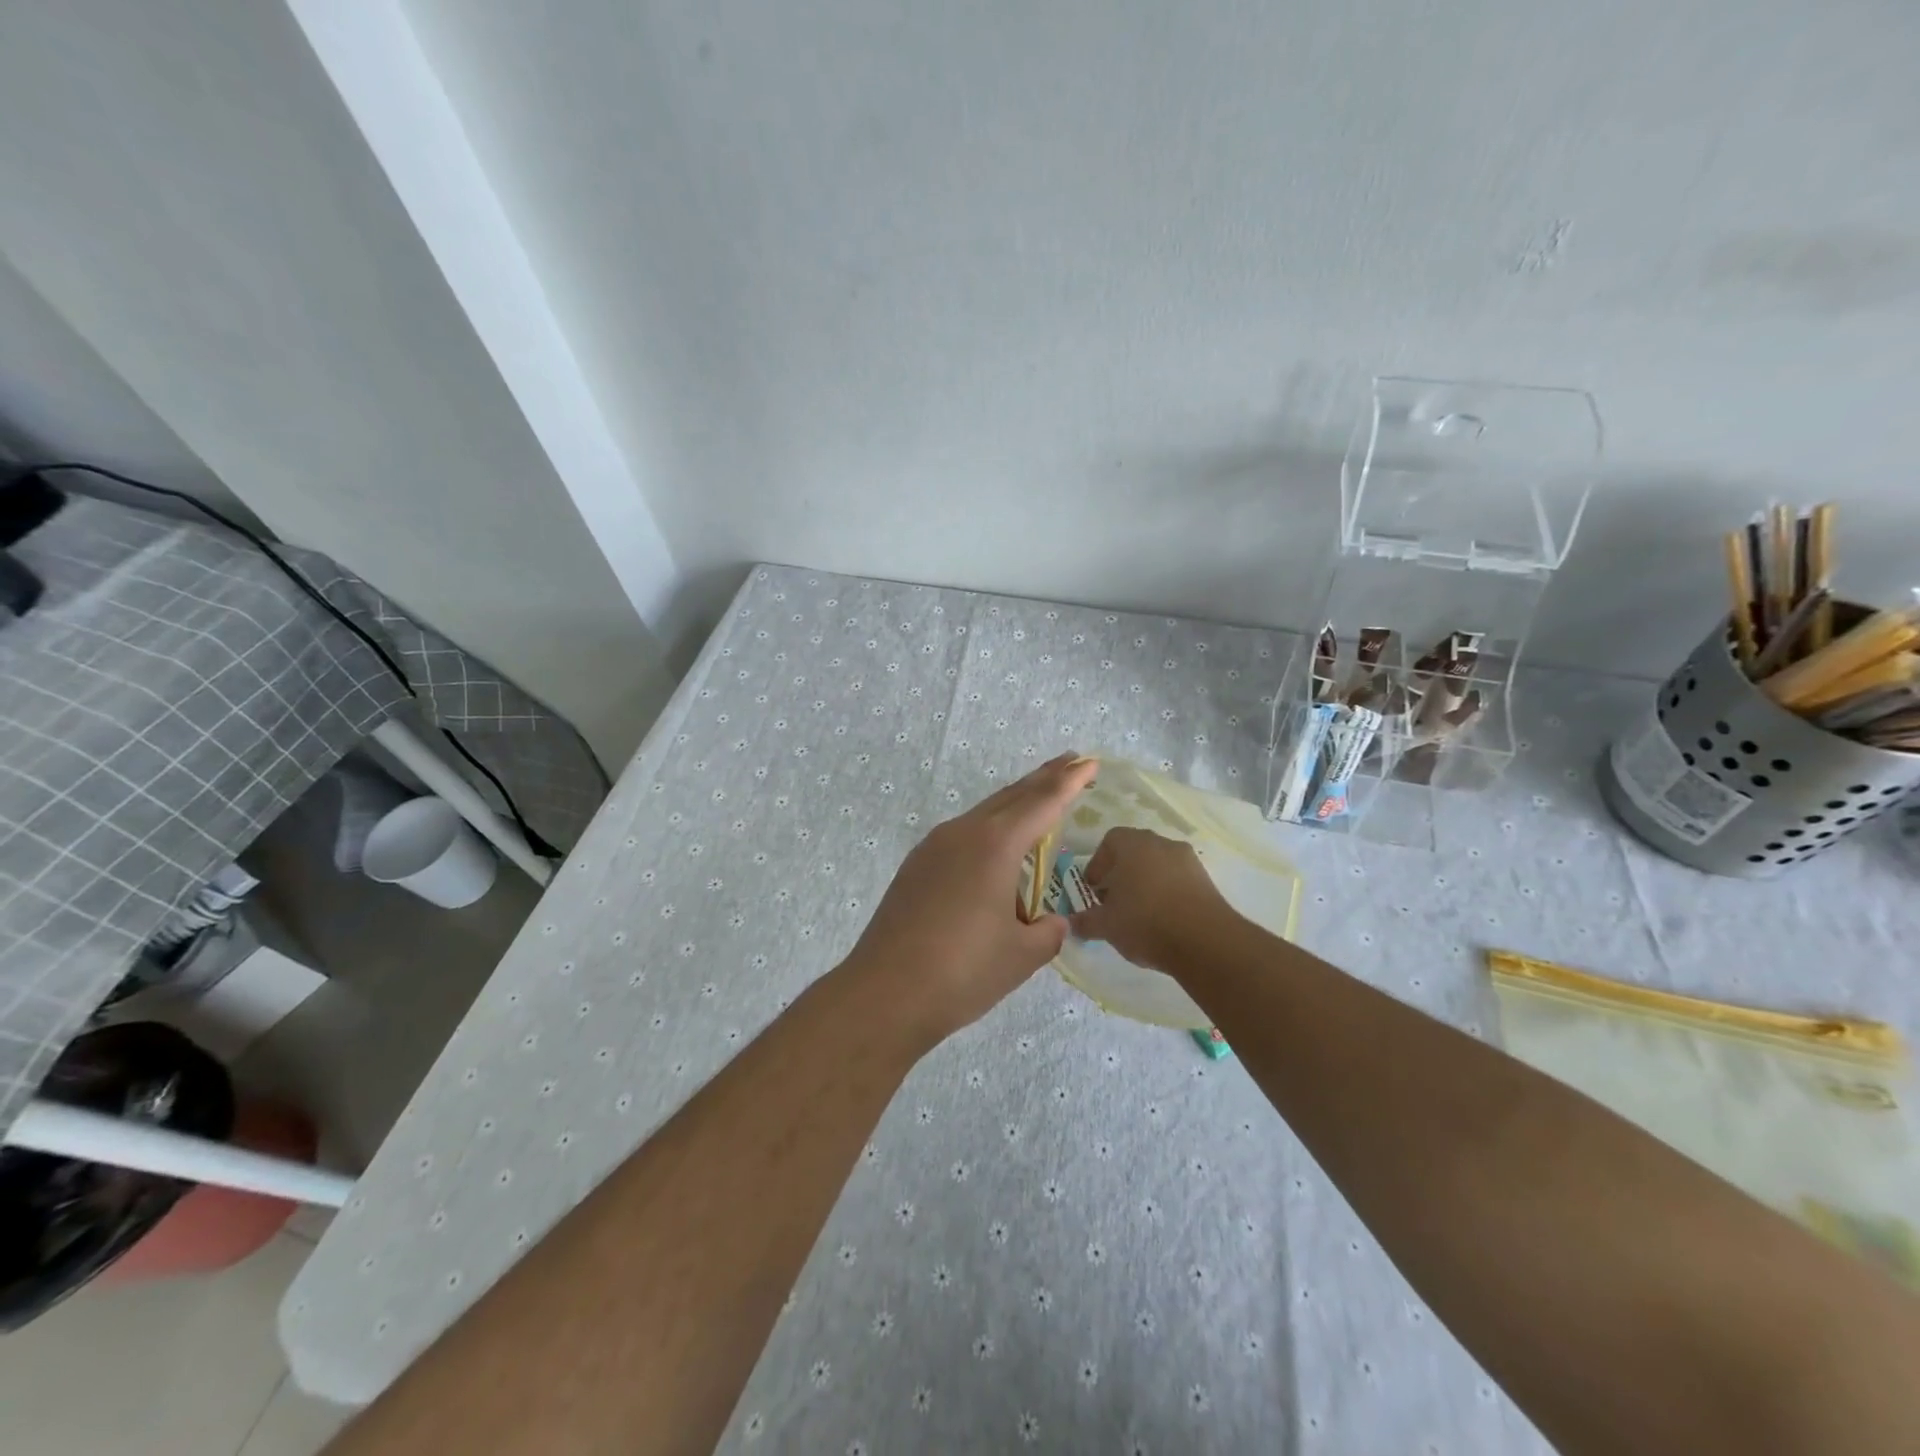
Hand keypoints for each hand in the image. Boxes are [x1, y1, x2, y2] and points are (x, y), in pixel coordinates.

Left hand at [845, 753, 1099, 1047]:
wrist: (885, 992)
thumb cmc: (963, 971)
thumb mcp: (1021, 955)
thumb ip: (1048, 932)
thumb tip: (1052, 922)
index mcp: (995, 845)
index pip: (1043, 803)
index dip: (1069, 782)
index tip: (1089, 761)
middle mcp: (963, 834)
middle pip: (1011, 796)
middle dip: (1043, 778)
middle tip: (1070, 761)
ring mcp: (933, 847)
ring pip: (983, 812)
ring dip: (1014, 801)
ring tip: (1036, 796)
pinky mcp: (916, 867)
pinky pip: (962, 834)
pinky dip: (988, 827)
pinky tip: (992, 845)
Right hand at [1069, 827, 1235, 972]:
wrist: (1205, 941)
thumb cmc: (1145, 922)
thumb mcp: (1106, 925)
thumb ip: (1085, 921)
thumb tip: (1071, 923)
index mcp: (1133, 844)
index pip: (1110, 841)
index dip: (1098, 863)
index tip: (1094, 888)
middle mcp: (1161, 843)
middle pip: (1135, 851)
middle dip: (1122, 873)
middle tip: (1114, 900)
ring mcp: (1188, 860)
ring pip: (1159, 865)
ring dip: (1146, 883)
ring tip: (1139, 913)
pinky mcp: (1207, 880)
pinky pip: (1179, 880)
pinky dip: (1168, 893)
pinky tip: (1164, 920)